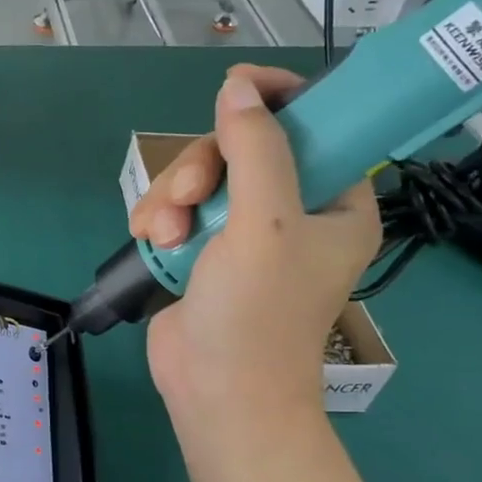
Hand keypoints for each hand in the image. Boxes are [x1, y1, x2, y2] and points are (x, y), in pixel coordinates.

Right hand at [131, 65, 380, 430]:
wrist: (217, 393)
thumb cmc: (258, 312)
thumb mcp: (265, 224)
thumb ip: (256, 150)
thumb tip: (237, 90)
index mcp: (334, 202)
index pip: (317, 125)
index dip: (279, 99)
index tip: (236, 88)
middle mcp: (291, 212)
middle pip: (241, 149)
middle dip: (203, 167)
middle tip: (189, 197)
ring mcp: (242, 232)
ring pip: (200, 178)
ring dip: (172, 198)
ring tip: (163, 235)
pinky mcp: (201, 250)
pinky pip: (176, 207)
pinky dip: (157, 219)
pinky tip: (148, 240)